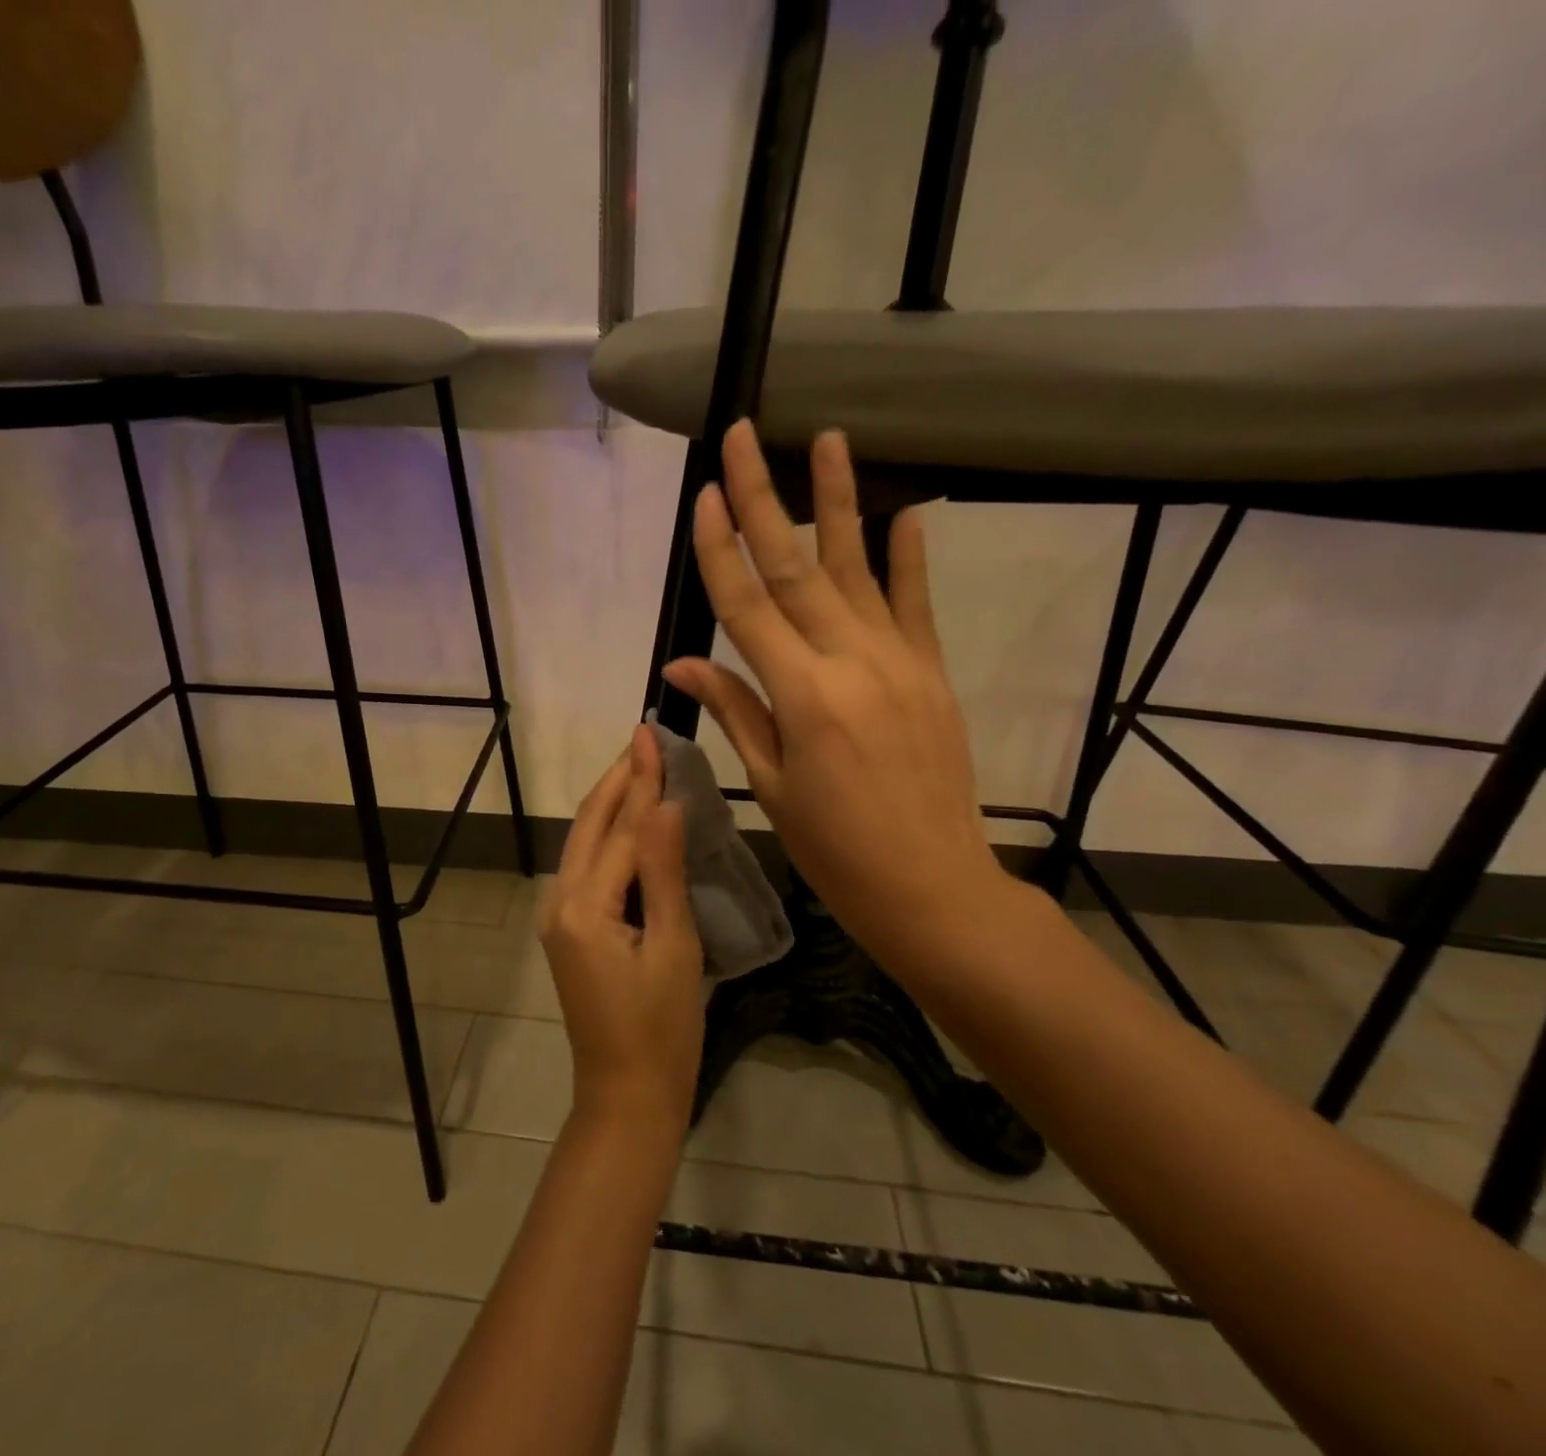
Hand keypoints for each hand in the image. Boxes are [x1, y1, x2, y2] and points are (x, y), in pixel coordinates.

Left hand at [540, 724, 704, 1135]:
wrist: (626, 1095)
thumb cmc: (663, 1029)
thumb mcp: (673, 947)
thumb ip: (663, 872)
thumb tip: (665, 803)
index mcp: (584, 907)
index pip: (621, 828)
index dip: (640, 779)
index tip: (650, 732)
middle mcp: (560, 902)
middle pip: (590, 826)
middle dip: (617, 781)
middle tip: (644, 738)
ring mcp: (558, 918)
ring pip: (584, 844)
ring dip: (612, 804)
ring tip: (641, 768)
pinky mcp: (567, 931)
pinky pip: (587, 868)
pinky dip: (609, 837)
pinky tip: (633, 824)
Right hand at [660, 421, 1018, 981]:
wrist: (934, 886)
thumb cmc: (837, 848)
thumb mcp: (772, 786)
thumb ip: (735, 711)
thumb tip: (680, 666)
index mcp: (802, 696)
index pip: (747, 606)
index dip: (720, 549)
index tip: (702, 496)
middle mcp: (850, 662)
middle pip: (795, 566)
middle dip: (763, 497)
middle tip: (745, 435)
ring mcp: (899, 661)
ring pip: (858, 568)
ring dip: (837, 501)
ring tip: (828, 439)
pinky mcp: (931, 672)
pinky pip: (915, 603)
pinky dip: (908, 555)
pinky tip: (902, 511)